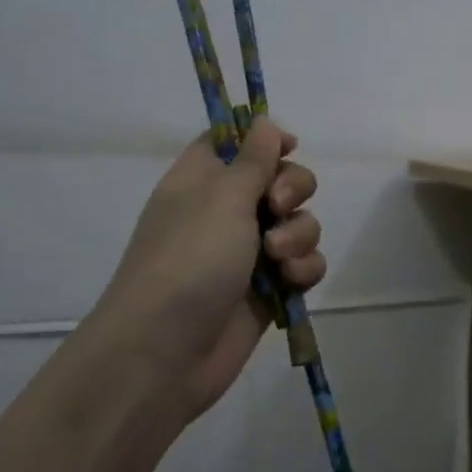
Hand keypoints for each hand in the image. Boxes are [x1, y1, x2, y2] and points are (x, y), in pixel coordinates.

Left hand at [79, 119, 324, 426]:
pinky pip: (303, 263)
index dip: (263, 139)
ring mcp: (249, 252)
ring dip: (299, 234)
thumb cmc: (189, 260)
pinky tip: (290, 281)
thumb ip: (253, 159)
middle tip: (277, 206)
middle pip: (280, 179)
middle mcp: (226, 211)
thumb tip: (263, 120)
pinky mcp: (269, 288)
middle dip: (293, 189)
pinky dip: (303, 268)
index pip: (234, 142)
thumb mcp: (222, 198)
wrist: (167, 352)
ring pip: (299, 223)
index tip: (287, 145)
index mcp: (203, 180)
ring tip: (278, 257)